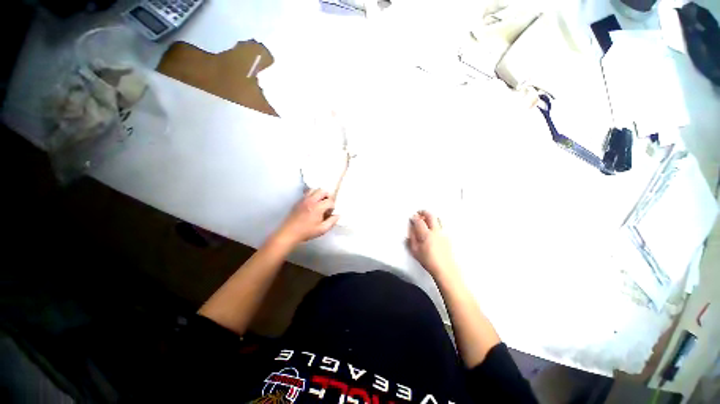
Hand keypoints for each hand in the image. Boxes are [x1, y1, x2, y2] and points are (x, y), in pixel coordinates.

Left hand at [274, 189, 338, 245]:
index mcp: (318, 207)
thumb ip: (332, 221)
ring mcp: (304, 199)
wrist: (289, 233)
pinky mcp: (298, 201)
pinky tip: (312, 204)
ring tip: (320, 202)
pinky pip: (307, 193)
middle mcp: (311, 200)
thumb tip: (338, 215)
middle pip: (323, 191)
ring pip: (314, 189)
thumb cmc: (306, 232)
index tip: (331, 212)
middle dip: (328, 196)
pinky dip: (312, 195)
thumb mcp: (322, 229)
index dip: (333, 206)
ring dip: (320, 194)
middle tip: (328, 204)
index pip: (330, 201)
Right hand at [407, 211, 457, 279]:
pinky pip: (441, 225)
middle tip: (419, 213)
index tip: (412, 217)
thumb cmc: (428, 261)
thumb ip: (412, 239)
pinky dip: (436, 222)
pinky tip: (433, 228)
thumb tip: (411, 230)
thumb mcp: (415, 251)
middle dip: (424, 212)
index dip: (414, 217)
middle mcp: (435, 231)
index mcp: (426, 234)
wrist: (445, 269)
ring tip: (426, 219)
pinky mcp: (447, 237)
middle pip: (430, 216)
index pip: (419, 221)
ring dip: (431, 216)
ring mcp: (443, 233)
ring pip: (438, 219)